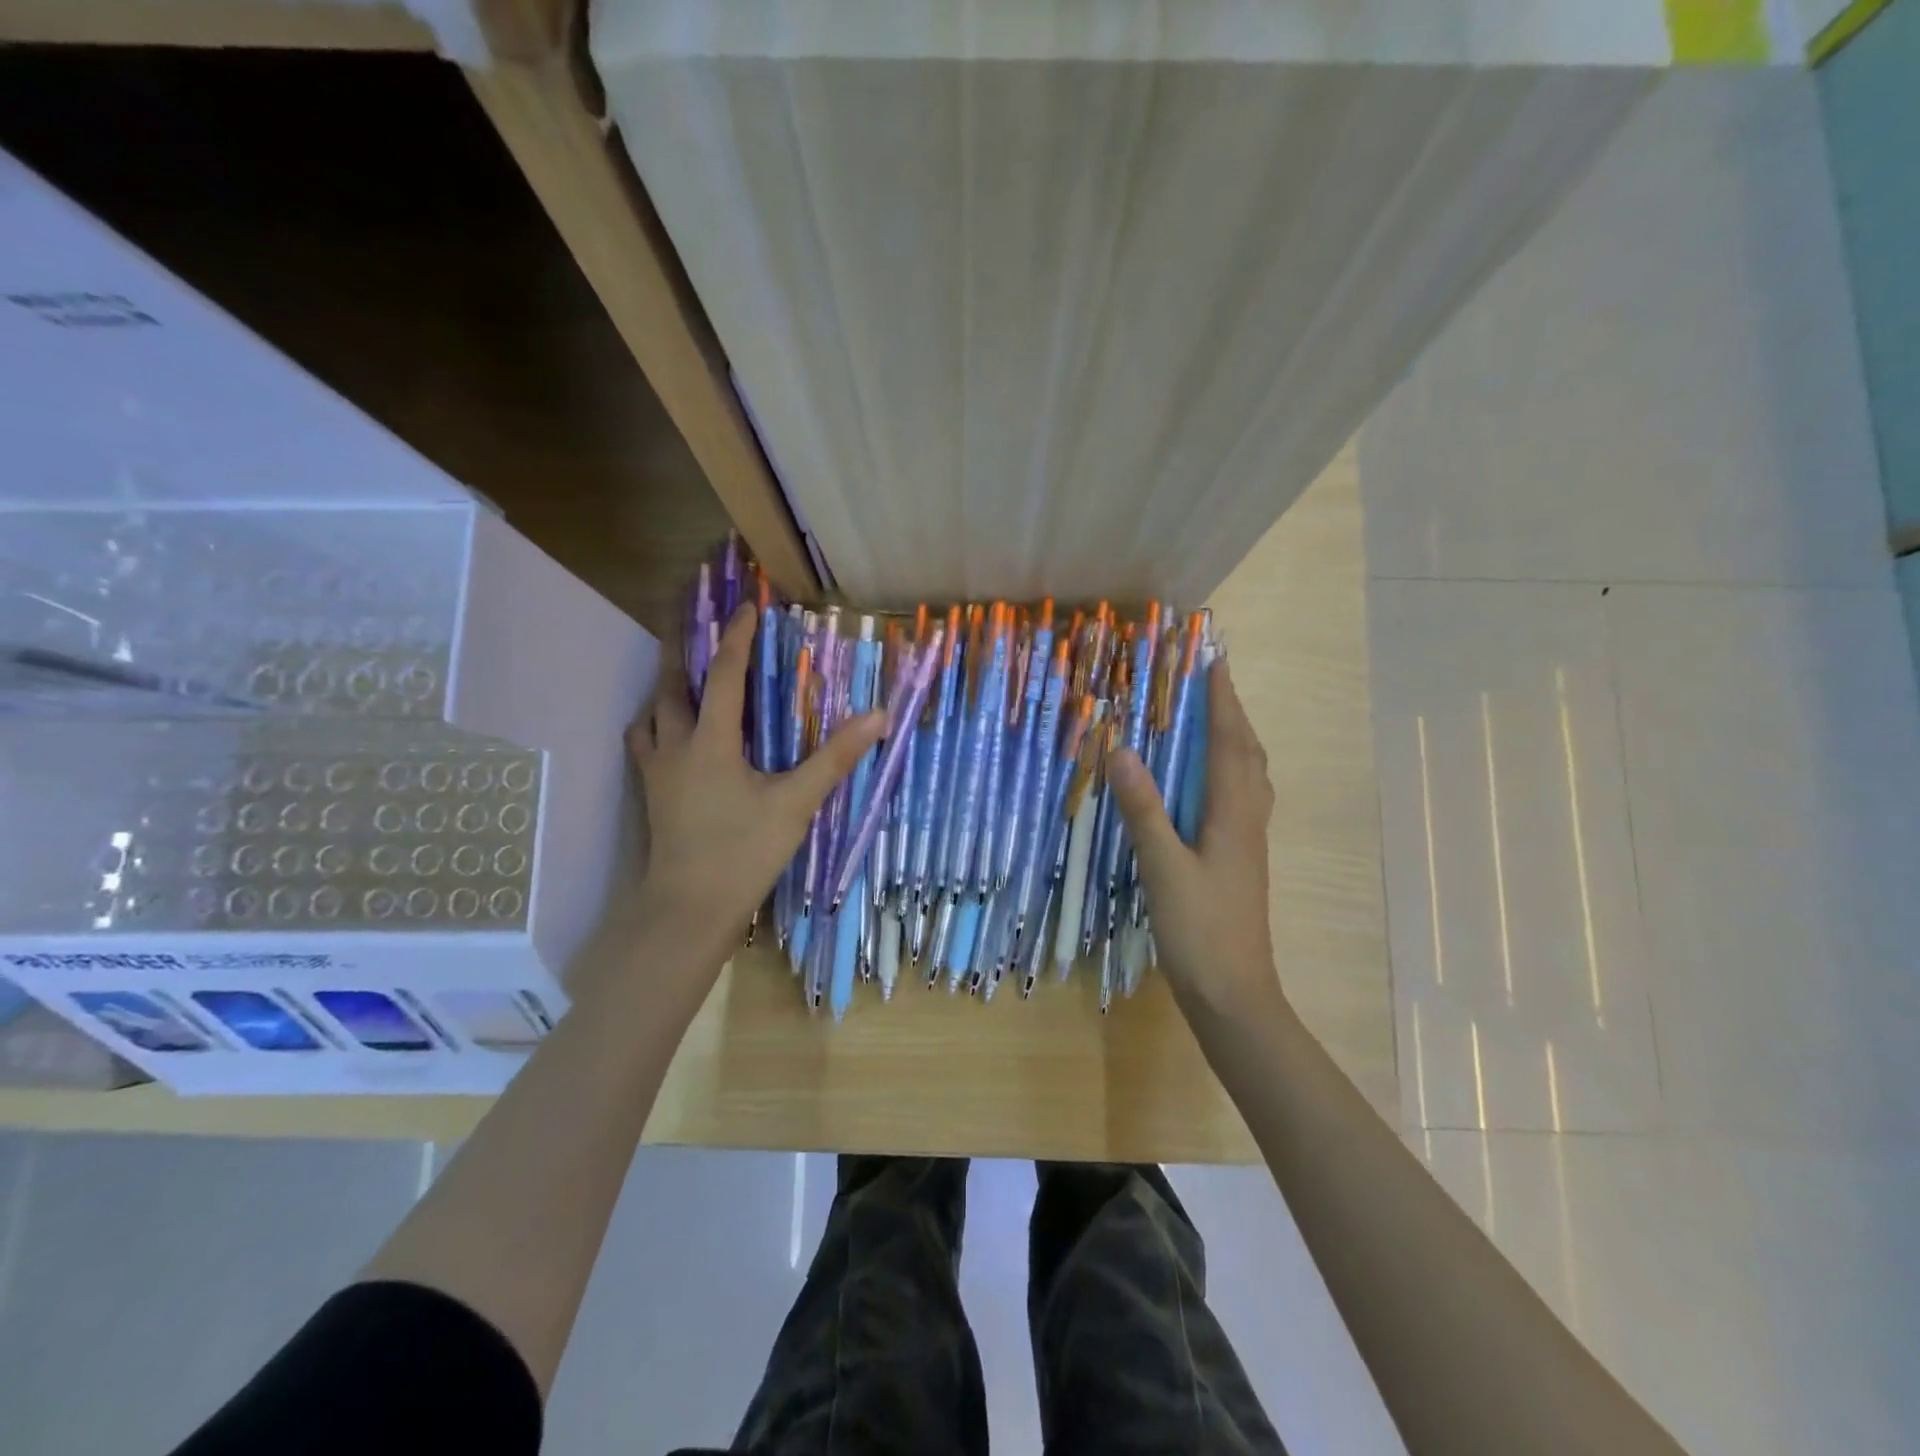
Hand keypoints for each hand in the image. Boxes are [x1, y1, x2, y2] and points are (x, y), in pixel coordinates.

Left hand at [626, 604, 883, 973]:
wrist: (689, 909)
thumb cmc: (743, 852)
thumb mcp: (795, 804)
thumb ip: (835, 758)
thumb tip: (878, 716)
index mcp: (710, 741)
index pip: (723, 674)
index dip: (736, 637)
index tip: (747, 607)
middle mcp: (676, 746)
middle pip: (672, 685)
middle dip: (684, 651)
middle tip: (700, 629)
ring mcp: (657, 772)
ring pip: (652, 715)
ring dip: (668, 690)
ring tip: (686, 679)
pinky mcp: (653, 796)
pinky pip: (647, 744)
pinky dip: (658, 727)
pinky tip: (674, 736)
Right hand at [1107, 662, 1287, 1020]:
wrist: (1234, 994)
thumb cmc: (1200, 930)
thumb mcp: (1163, 868)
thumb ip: (1144, 810)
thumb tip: (1122, 751)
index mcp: (1234, 814)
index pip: (1231, 743)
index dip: (1223, 701)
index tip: (1214, 662)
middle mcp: (1248, 820)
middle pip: (1248, 754)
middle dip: (1232, 714)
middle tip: (1209, 684)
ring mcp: (1247, 842)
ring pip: (1249, 778)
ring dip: (1234, 742)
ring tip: (1210, 722)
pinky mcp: (1239, 860)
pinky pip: (1239, 799)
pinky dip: (1228, 773)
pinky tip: (1206, 784)